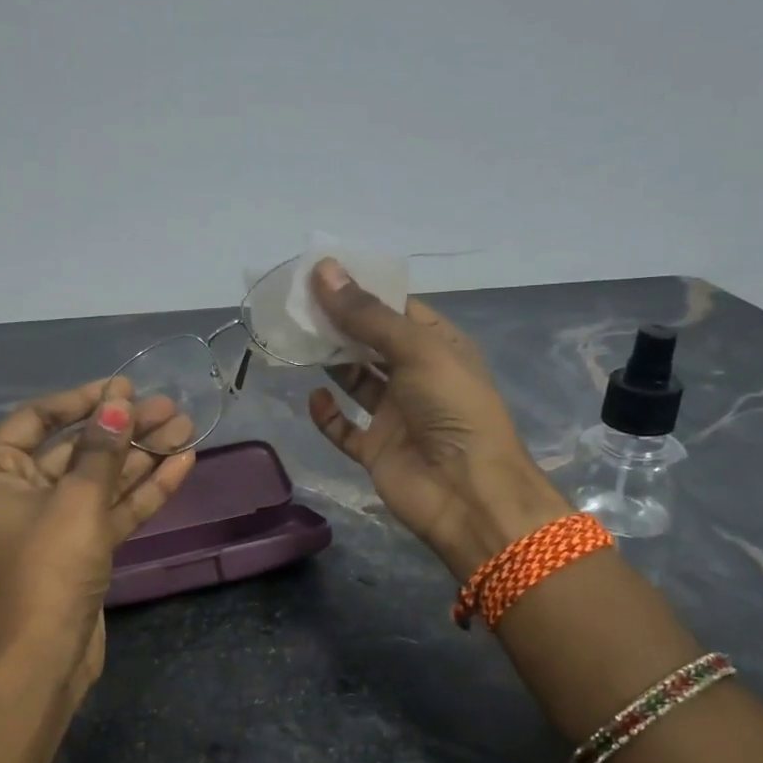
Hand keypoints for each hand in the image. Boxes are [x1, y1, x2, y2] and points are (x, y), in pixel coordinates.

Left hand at [0, 380, 195, 691]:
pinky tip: (181, 464)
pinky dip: (144, 489)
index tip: (125, 387)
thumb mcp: (77, 500)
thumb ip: (102, 448)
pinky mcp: (82, 547)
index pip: (39, 418)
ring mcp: (54, 521)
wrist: (45, 656)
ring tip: (184, 428)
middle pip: (77, 448)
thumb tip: (119, 400)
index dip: (83, 400)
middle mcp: (19, 491)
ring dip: (141, 455)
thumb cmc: (48, 566)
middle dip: (124, 429)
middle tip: (169, 408)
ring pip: (102, 478)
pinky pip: (113, 508)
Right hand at [306, 259, 567, 580]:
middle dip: (338, 325)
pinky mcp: (376, 449)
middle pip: (370, 343)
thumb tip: (324, 270)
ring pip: (355, 382)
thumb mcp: (416, 350)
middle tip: (297, 305)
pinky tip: (314, 398)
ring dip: (330, 364)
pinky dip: (328, 414)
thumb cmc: (452, 409)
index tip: (320, 274)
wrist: (467, 493)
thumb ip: (367, 315)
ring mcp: (396, 415)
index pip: (396, 310)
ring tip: (296, 340)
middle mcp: (417, 377)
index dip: (362, 291)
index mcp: (438, 347)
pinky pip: (345, 428)